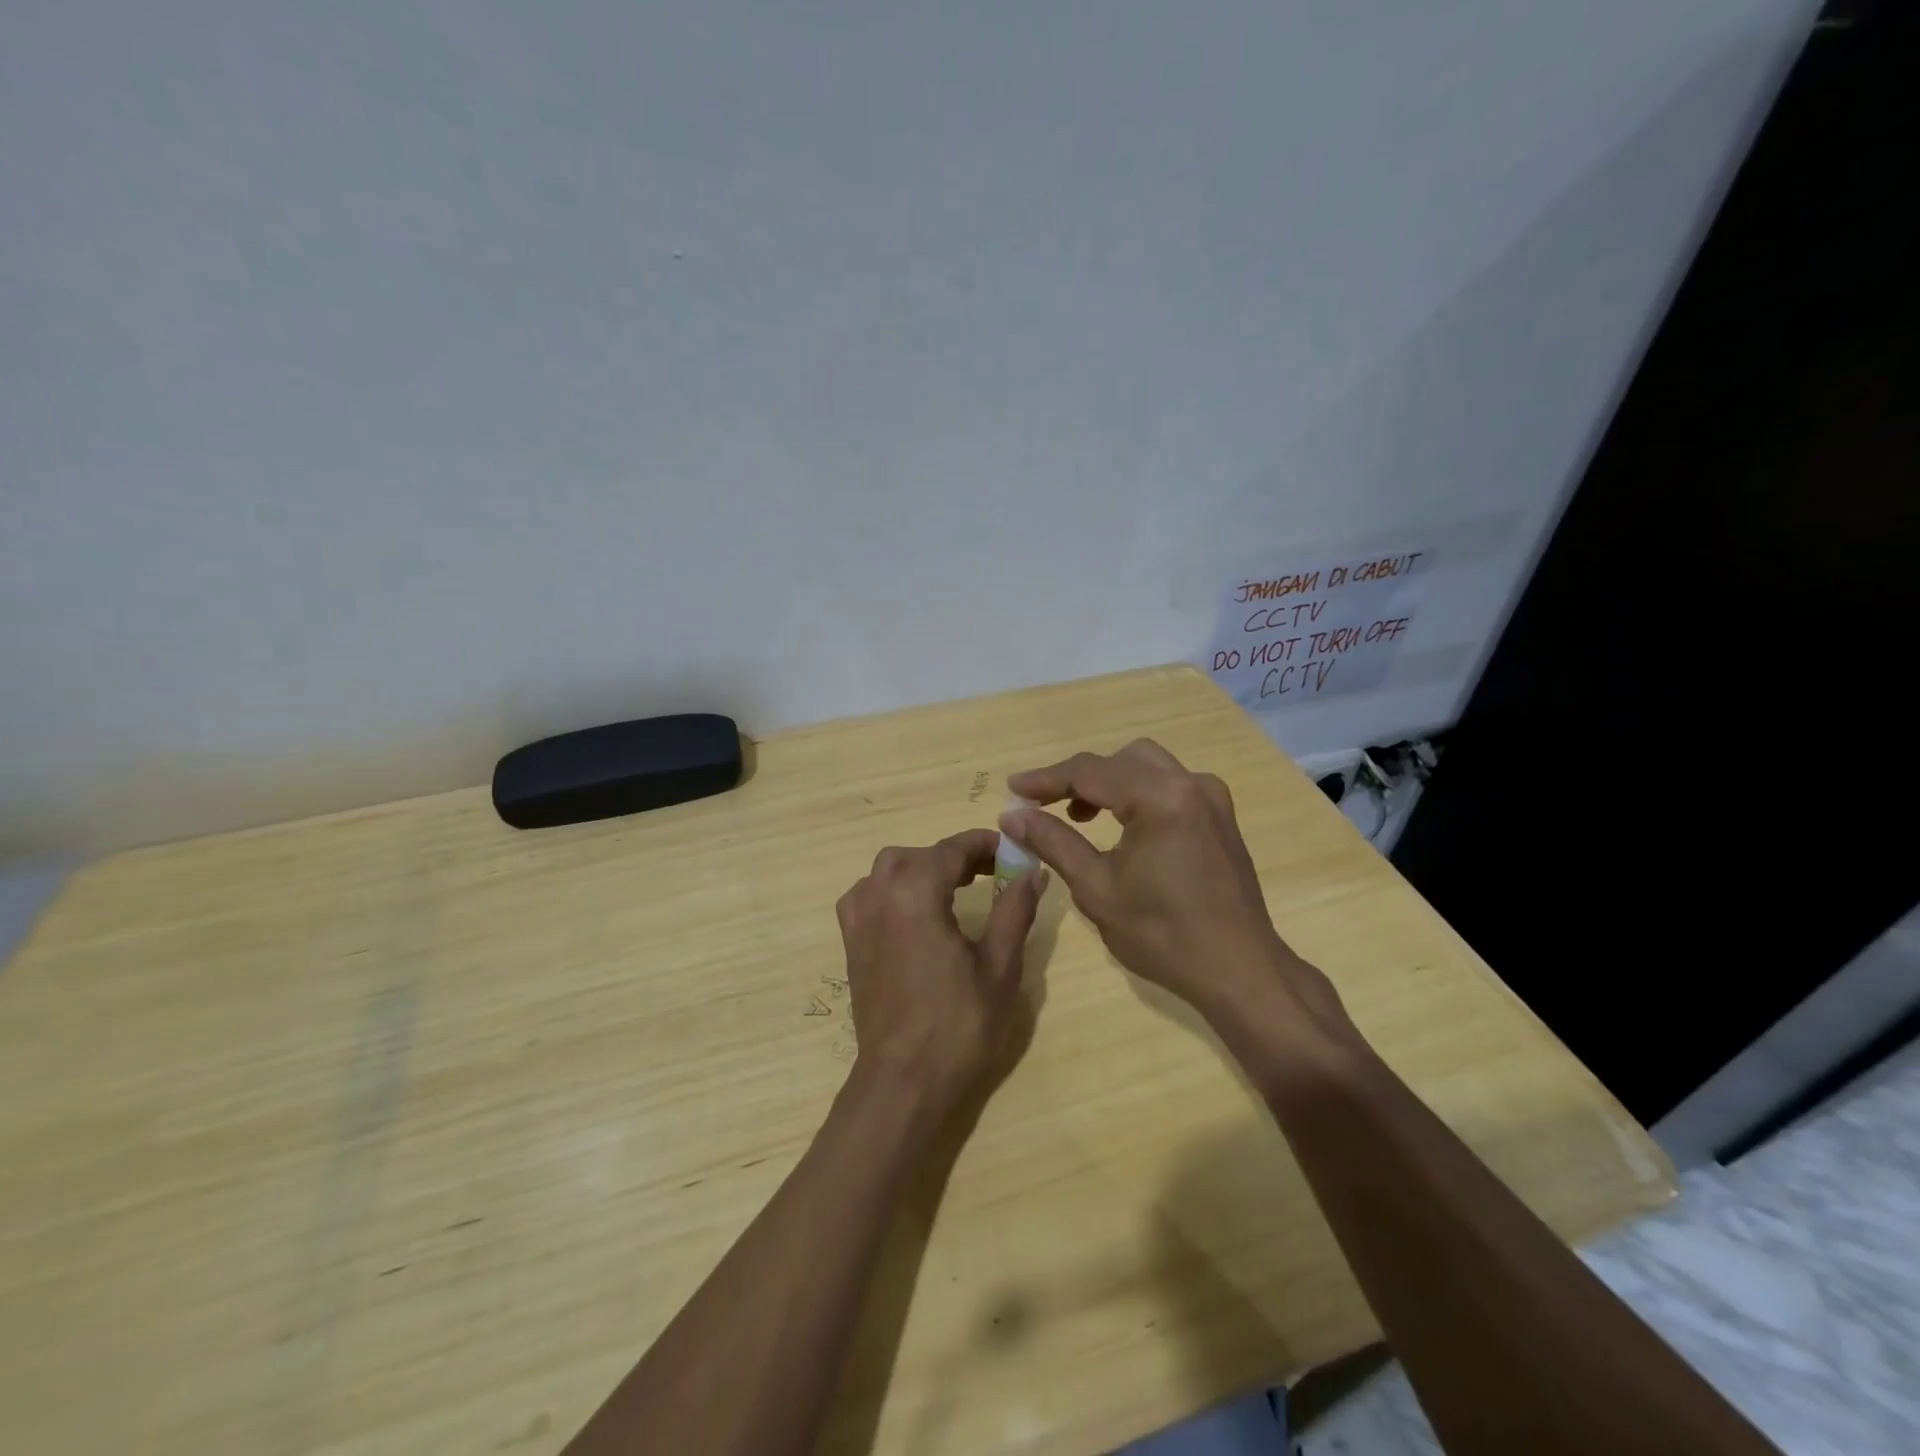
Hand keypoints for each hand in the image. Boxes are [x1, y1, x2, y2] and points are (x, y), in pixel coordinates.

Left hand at [834, 830, 1045, 1117]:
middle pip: (920, 854)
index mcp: (915, 892)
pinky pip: (869, 893)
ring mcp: (859, 917)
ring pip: (890, 869)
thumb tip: (1033, 871)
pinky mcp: (851, 941)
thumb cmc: (958, 1025)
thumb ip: (1015, 909)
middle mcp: (880, 893)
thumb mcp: (1000, 966)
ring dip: (924, 868)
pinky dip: (893, 887)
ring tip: (957, 888)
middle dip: (956, 856)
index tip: (1013, 850)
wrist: (904, 1081)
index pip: (952, 848)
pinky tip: (914, 910)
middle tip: (992, 873)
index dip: (985, 844)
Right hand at [1002, 740, 1346, 1035]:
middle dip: (1078, 778)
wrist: (1239, 970)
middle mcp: (1190, 784)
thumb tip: (1012, 816)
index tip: (1012, 789)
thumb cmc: (1163, 935)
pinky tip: (1121, 825)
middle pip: (1119, 760)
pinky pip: (1168, 785)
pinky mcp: (1219, 816)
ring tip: (1078, 816)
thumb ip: (1053, 842)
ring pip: (1146, 767)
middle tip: (1044, 806)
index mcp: (1161, 798)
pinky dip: (1137, 793)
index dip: (1045, 779)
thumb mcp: (1096, 888)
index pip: (1090, 771)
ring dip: (1108, 782)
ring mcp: (1210, 797)